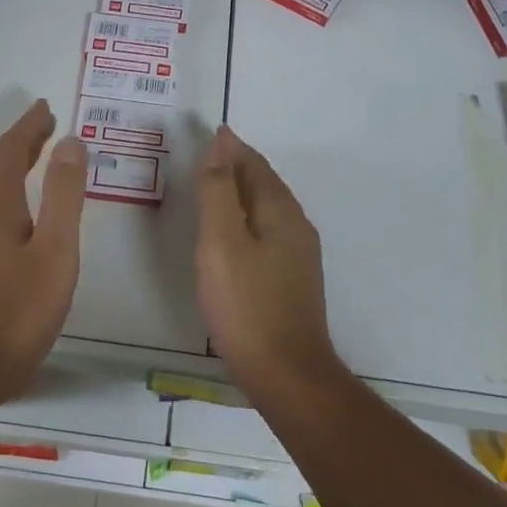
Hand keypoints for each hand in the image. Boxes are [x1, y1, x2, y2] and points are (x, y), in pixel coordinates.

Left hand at [0, 99, 88, 401]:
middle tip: (46, 123)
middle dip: (22, 140)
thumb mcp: (55, 249)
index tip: (46, 107)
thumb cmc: (19, 309)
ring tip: (38, 152)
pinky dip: (9, 188)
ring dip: (14, 163)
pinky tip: (21, 205)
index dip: (29, 126)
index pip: (11, 150)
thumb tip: (70, 143)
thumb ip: (63, 194)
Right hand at [195, 126, 341, 401]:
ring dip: (242, 191)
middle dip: (238, 164)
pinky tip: (232, 234)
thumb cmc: (246, 305)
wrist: (286, 374)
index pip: (255, 164)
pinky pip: (267, 231)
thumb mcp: (221, 242)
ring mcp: (299, 255)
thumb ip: (218, 191)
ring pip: (267, 208)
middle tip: (207, 154)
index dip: (232, 147)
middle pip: (265, 183)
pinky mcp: (292, 280)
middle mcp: (296, 226)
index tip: (210, 132)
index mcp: (280, 211)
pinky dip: (247, 217)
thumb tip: (222, 143)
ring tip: (214, 187)